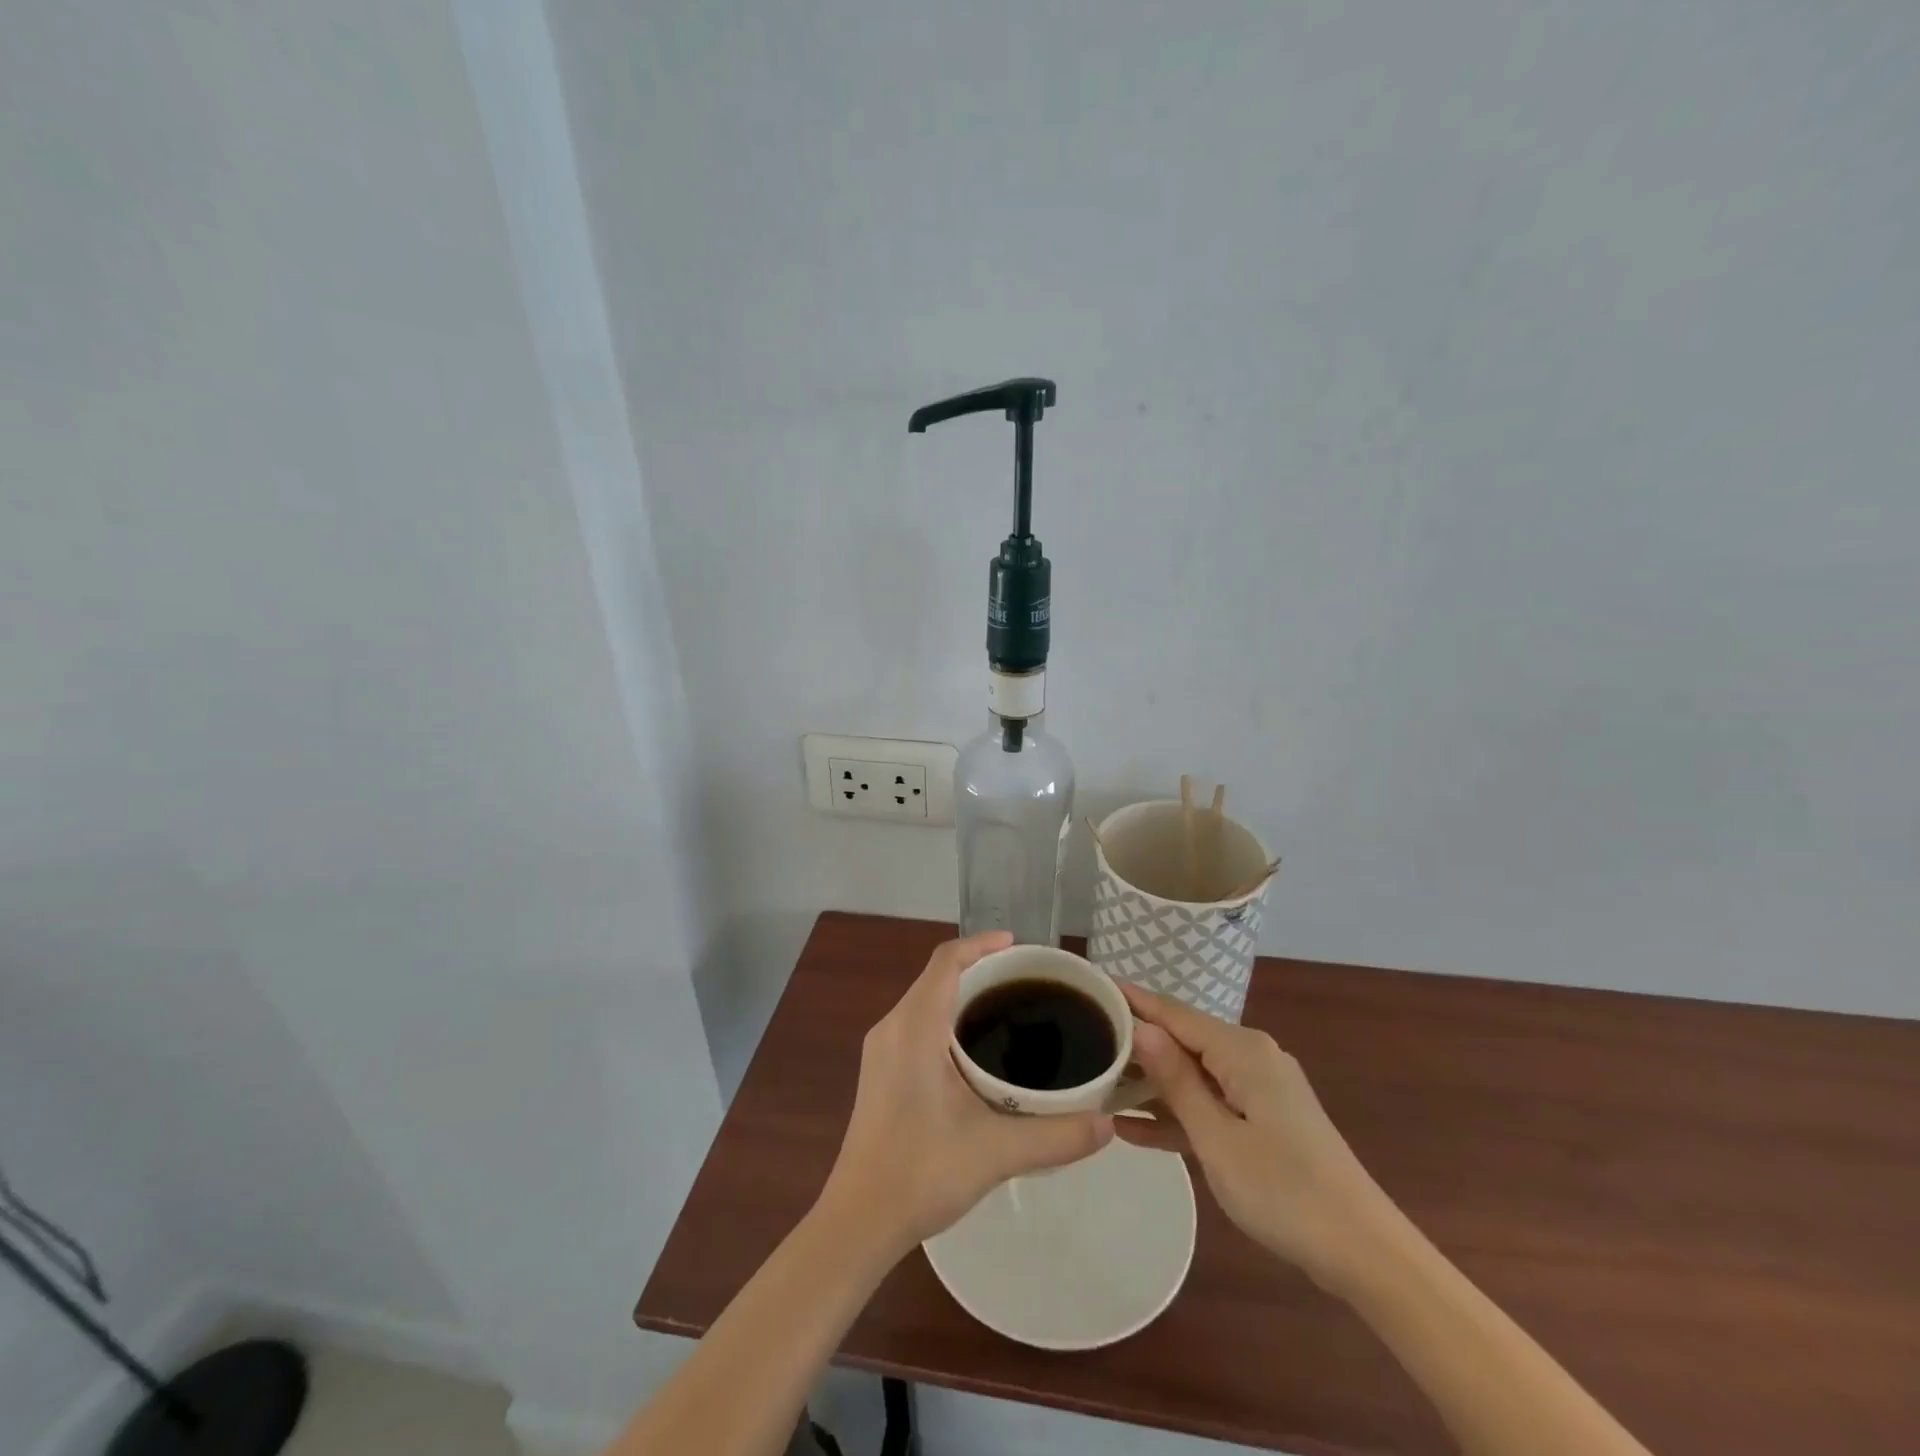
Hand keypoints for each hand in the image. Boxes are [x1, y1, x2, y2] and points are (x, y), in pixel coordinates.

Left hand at [820, 931, 1114, 1252]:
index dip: (981, 944)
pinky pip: (918, 1023)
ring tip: (1009, 1010)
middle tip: (1027, 983)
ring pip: (926, 1000)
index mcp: (914, 1027)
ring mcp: (883, 1050)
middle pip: (937, 976)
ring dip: (963, 995)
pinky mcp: (881, 1072)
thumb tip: (1108, 1124)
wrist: (859, 1221)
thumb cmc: (920, 1173)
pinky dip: (949, 1019)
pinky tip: (977, 1052)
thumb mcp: (995, 1152)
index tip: (1018, 946)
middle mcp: (893, 1027)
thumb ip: (1055, 1135)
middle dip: (980, 969)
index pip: (946, 961)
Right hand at [1118, 981, 1399, 1291]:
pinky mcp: (1263, 1119)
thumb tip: (1141, 1027)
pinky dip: (1178, 1115)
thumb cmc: (1285, 1191)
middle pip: (1181, 1040)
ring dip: (1151, 1084)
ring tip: (1097, 1084)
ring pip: (1192, 1074)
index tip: (1091, 984)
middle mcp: (1250, 1057)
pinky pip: (1210, 1104)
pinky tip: (1132, 1130)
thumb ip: (1176, 1081)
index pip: (1173, 1013)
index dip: (1132, 999)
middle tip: (1084, 1040)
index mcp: (1241, 1050)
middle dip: (1135, 1043)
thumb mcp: (1217, 1138)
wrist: (1364, 1253)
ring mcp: (1259, 1089)